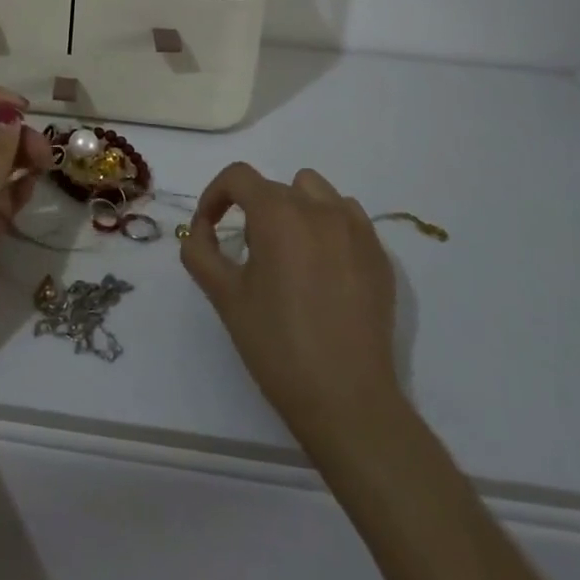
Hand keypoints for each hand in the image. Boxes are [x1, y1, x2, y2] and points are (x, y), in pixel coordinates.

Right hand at [180, 163, 402, 448]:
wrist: (347, 402)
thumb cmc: (277, 346)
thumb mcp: (224, 296)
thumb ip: (200, 251)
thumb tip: (201, 229)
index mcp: (278, 214)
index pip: (237, 177)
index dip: (215, 195)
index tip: (210, 227)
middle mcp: (319, 209)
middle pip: (274, 187)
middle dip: (253, 210)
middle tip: (249, 255)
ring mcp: (355, 229)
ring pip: (314, 191)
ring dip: (294, 208)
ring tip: (289, 253)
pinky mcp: (379, 254)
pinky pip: (347, 217)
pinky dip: (328, 226)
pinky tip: (323, 267)